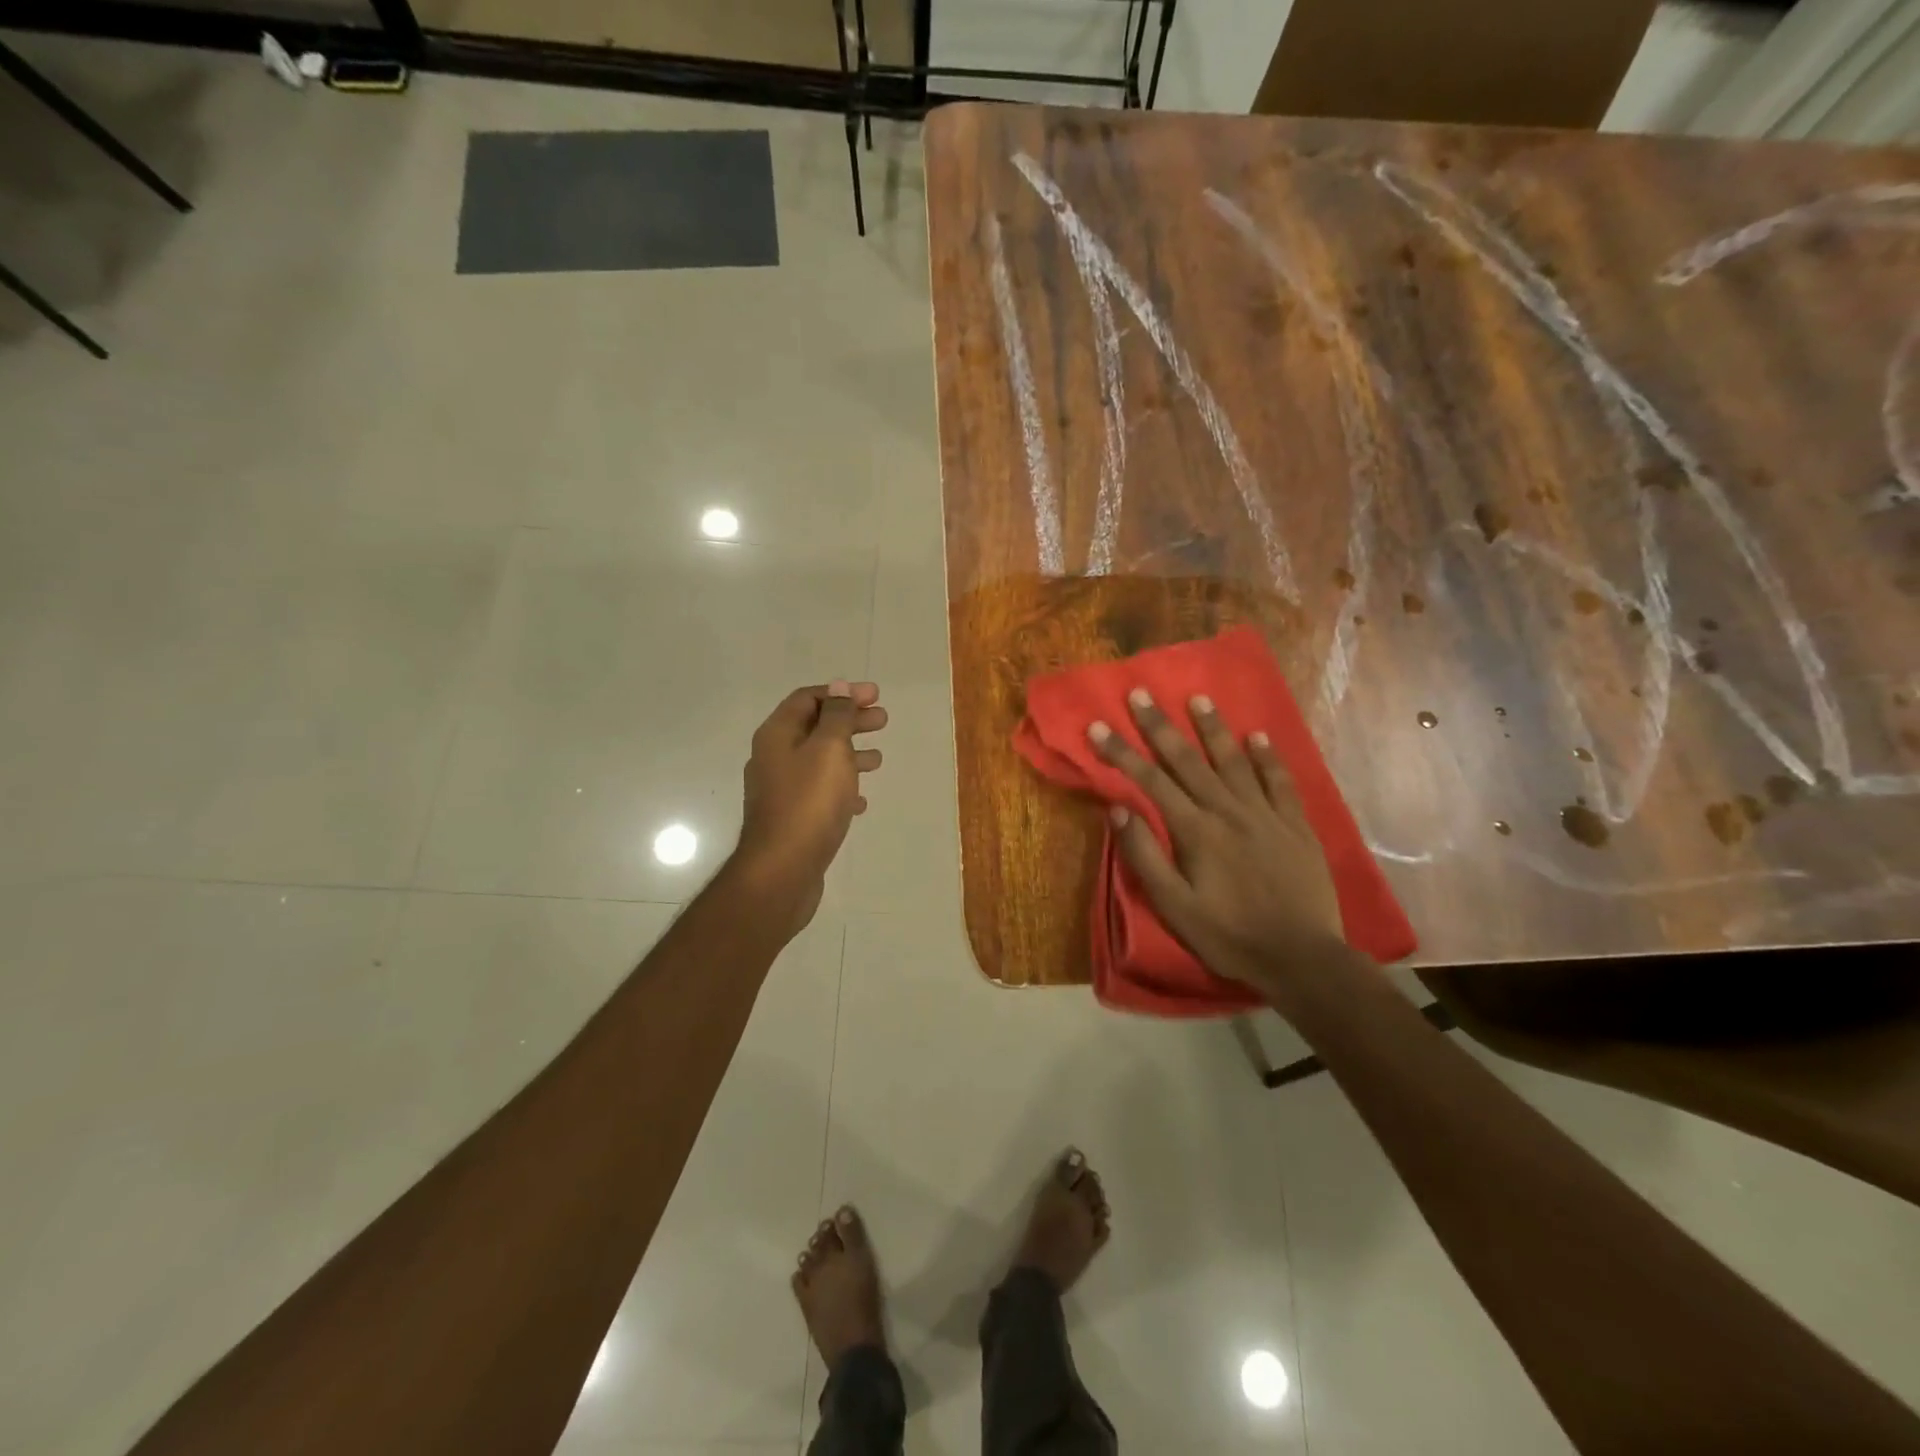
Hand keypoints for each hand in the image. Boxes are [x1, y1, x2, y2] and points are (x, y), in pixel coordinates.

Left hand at [736, 681, 886, 932]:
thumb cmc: (808, 803)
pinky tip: (861, 801)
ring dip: (849, 754)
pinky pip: (819, 793)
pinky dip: (841, 788)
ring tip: (879, 760)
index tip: (875, 696)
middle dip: (850, 721)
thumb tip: (838, 687)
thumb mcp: (829, 750)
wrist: (782, 870)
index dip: (842, 693)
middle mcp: (774, 758)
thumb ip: (837, 716)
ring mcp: (781, 790)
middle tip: (883, 720)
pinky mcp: (791, 819)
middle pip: (815, 728)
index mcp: (777, 735)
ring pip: (819, 761)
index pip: (808, 699)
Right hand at [1088, 689, 1344, 994]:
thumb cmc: (1228, 935)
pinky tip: (1258, 736)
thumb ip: (1144, 855)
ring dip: (1213, 728)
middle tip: (1141, 694)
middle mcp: (1228, 811)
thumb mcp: (1174, 906)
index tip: (1097, 726)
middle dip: (1160, 726)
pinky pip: (1280, 781)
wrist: (1301, 957)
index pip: (1150, 781)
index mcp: (1195, 831)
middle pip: (1187, 760)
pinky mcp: (1296, 825)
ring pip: (1234, 761)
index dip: (1121, 752)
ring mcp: (1265, 814)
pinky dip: (1268, 757)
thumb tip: (1117, 809)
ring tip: (1198, 698)